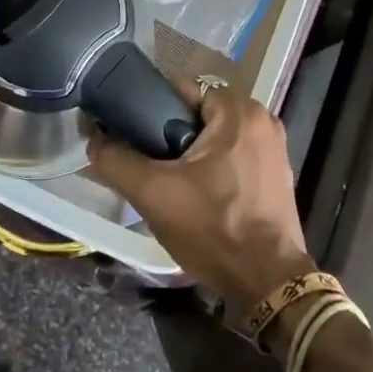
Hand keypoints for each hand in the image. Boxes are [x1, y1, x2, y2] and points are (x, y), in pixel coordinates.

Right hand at [88, 80, 313, 315]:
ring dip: (194, 150)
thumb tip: (95, 140)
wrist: (267, 283)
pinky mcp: (278, 173)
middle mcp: (262, 119)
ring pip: (218, 133)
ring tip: (172, 180)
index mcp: (239, 110)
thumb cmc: (212, 228)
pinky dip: (216, 165)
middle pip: (200, 110)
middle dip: (174, 131)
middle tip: (153, 164)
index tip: (138, 135)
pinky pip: (236, 153)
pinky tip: (200, 194)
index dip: (154, 107)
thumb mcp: (153, 194)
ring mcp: (274, 147)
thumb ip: (117, 160)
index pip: (183, 87)